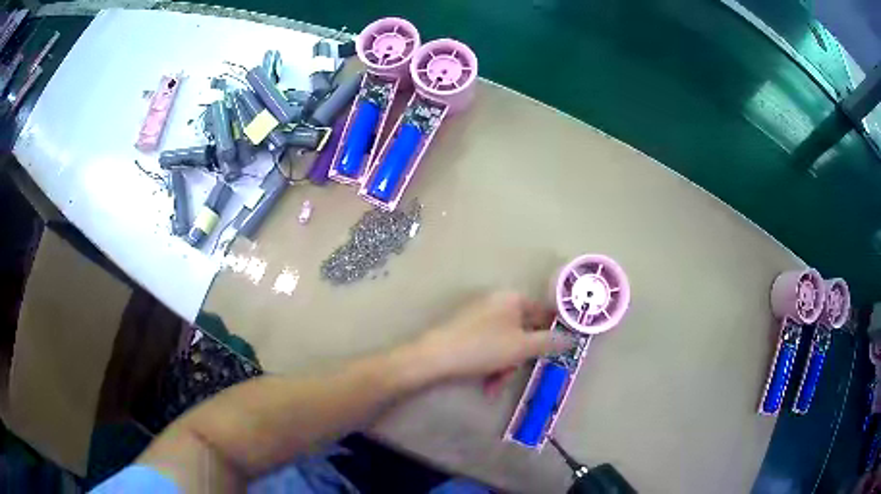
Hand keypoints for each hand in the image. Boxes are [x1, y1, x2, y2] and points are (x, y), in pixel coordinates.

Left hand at [408, 292, 573, 395]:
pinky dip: (490, 365)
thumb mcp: (521, 348)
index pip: (543, 313)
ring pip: (505, 344)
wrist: (434, 357)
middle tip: (512, 376)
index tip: (555, 353)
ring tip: (493, 386)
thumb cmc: (483, 348)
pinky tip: (485, 384)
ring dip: (503, 367)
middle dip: (519, 359)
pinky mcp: (465, 330)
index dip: (552, 333)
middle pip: (522, 332)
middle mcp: (497, 302)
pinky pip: (488, 346)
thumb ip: (549, 342)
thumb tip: (571, 338)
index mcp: (512, 299)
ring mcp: (479, 316)